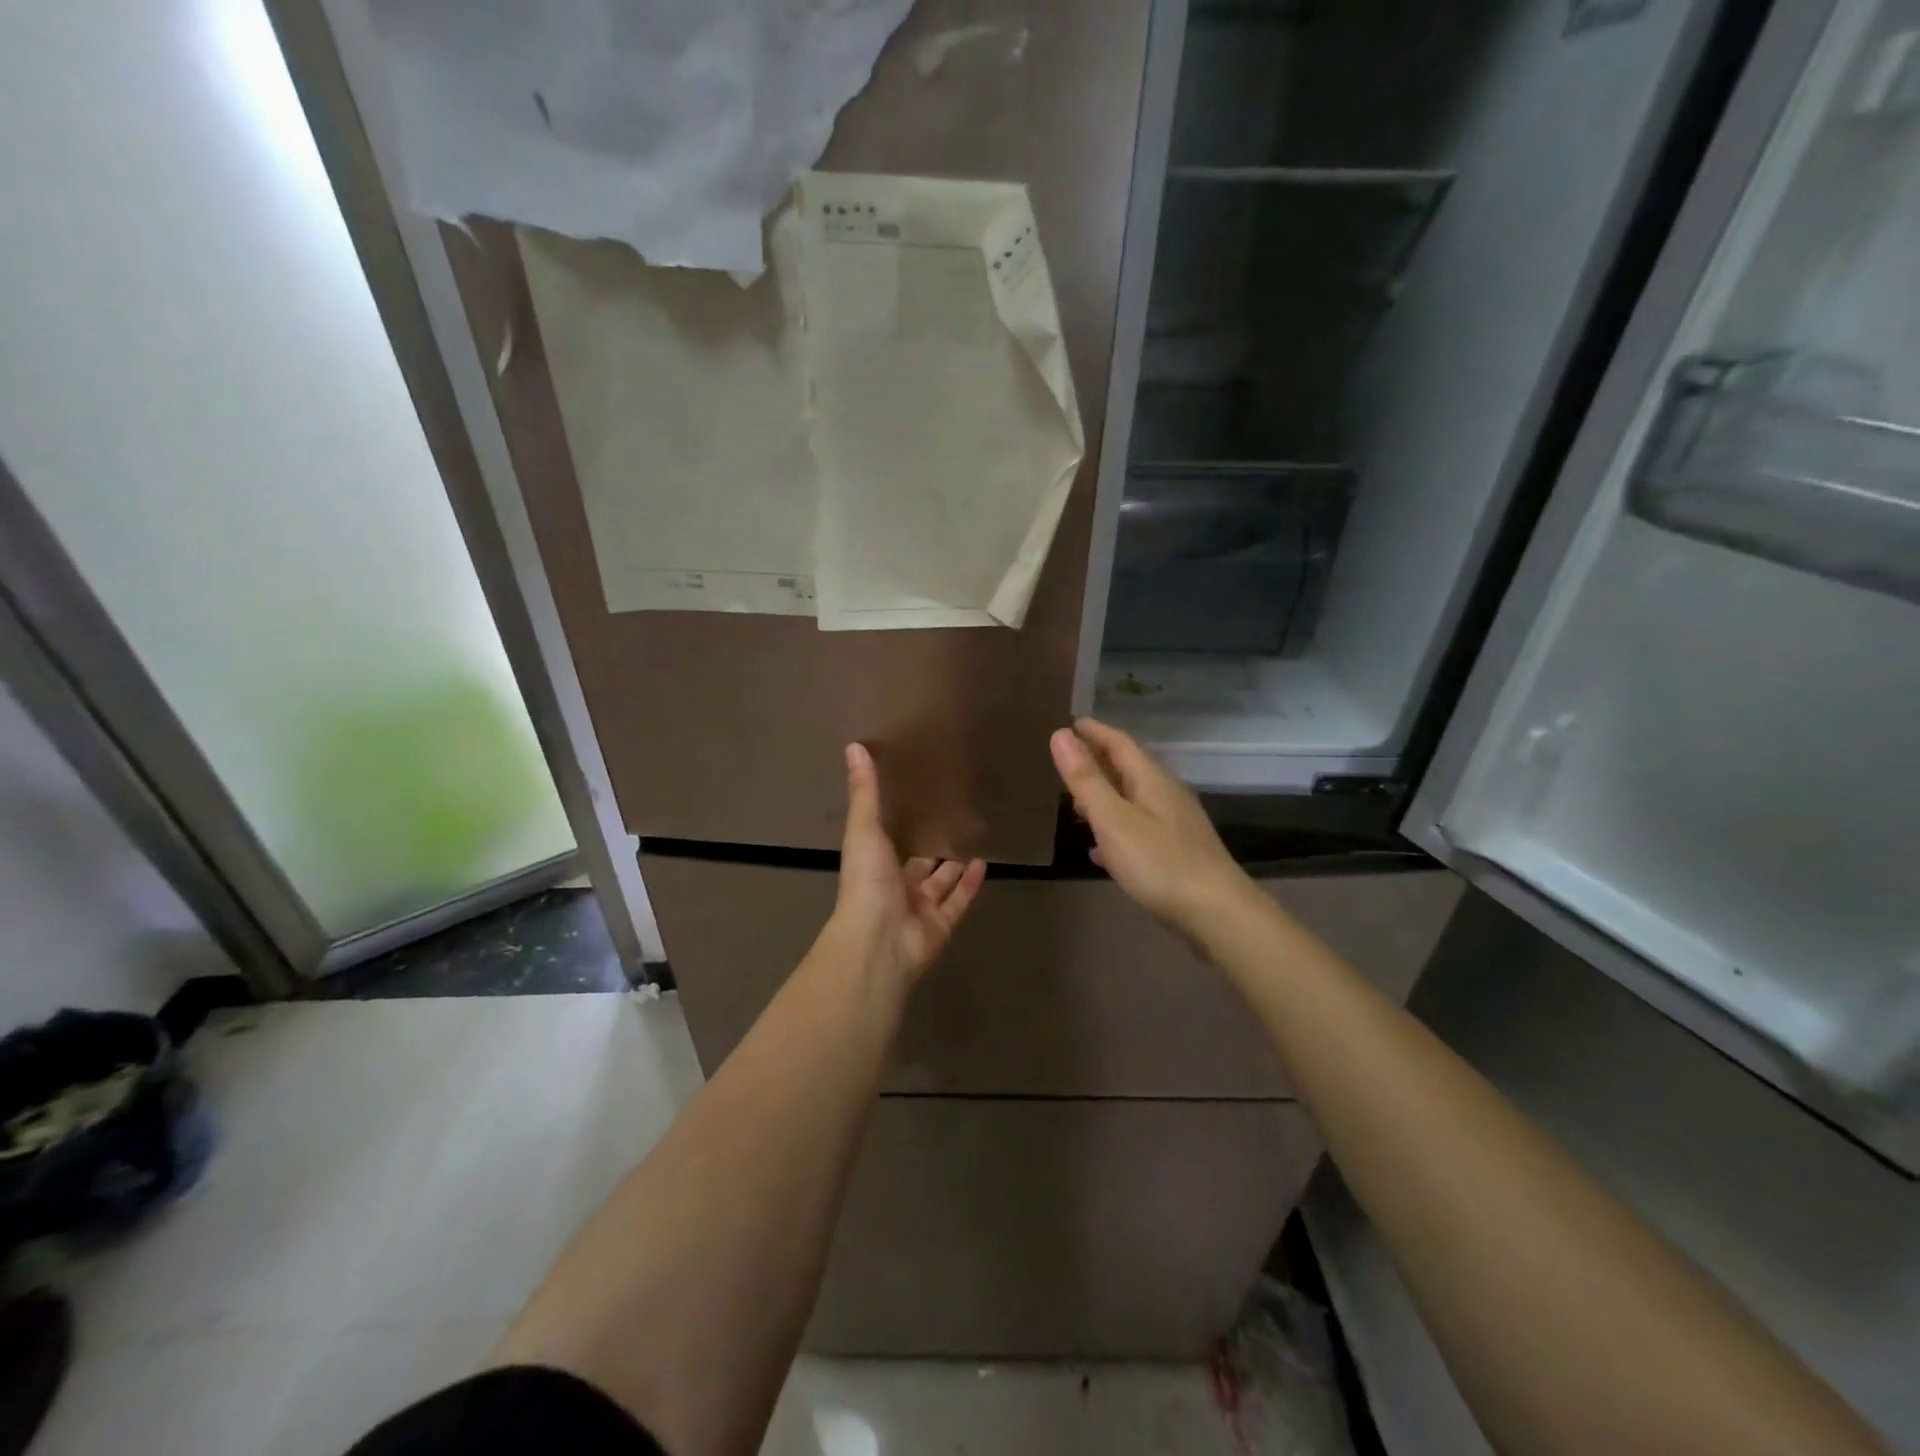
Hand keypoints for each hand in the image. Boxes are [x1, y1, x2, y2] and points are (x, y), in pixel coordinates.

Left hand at [827, 743, 986, 986]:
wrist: (878, 940)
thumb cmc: (867, 882)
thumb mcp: (864, 828)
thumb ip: (864, 791)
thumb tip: (854, 746)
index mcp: (874, 864)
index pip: (888, 840)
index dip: (901, 824)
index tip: (916, 799)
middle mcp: (896, 886)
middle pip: (917, 864)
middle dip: (930, 847)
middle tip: (952, 819)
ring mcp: (919, 908)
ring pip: (940, 883)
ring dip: (953, 866)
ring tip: (972, 839)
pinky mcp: (942, 924)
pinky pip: (959, 901)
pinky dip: (971, 884)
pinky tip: (985, 863)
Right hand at [1050, 718, 1248, 930]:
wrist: (1216, 914)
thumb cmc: (1159, 863)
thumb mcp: (1113, 820)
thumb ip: (1086, 780)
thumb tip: (1060, 735)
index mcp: (1151, 780)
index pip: (1120, 743)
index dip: (1094, 732)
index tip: (1071, 722)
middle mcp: (1166, 795)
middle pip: (1129, 769)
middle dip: (1099, 761)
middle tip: (1069, 758)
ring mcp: (1175, 825)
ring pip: (1133, 800)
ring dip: (1106, 795)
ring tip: (1078, 801)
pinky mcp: (1177, 853)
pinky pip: (1139, 830)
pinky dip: (1116, 829)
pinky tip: (1100, 849)